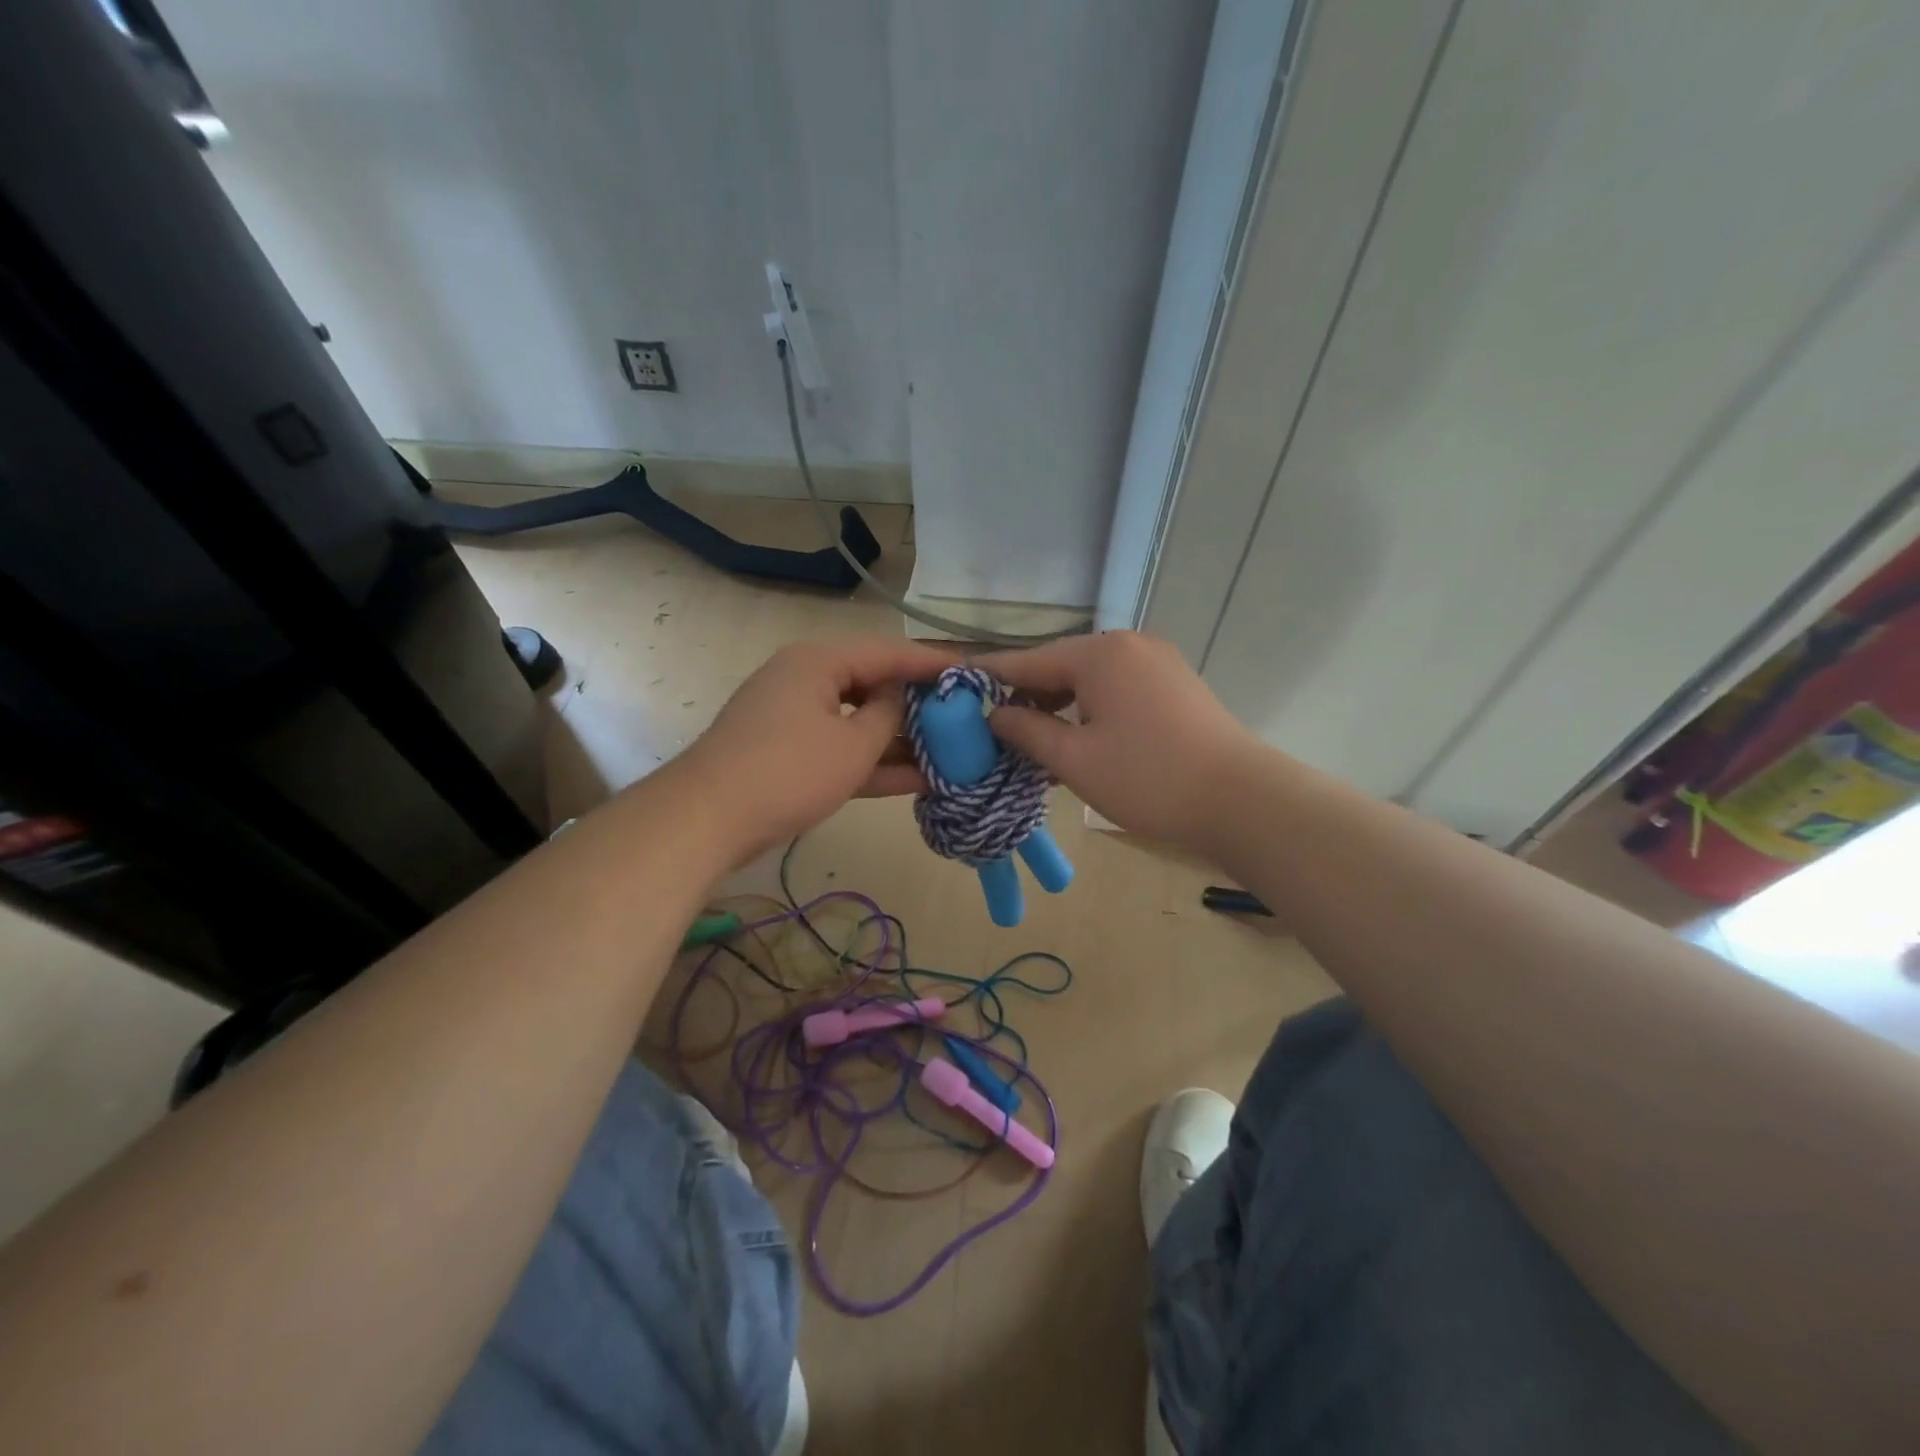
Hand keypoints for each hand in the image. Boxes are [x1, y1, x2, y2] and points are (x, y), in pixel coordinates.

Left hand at [679, 637, 959, 858]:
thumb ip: (888, 715)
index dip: (931, 663)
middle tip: (963, 717)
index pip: (888, 652)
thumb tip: (901, 696)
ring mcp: (795, 717)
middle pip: (873, 685)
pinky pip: (841, 748)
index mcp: (819, 661)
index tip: (972, 671)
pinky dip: (872, 761)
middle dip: (918, 706)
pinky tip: (917, 779)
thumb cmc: (789, 772)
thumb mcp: (852, 745)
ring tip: (950, 752)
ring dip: (899, 740)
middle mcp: (806, 679)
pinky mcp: (790, 752)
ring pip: (859, 721)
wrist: (708, 820)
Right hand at [979, 631, 1263, 847]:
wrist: (1240, 800)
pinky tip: (1077, 740)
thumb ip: (1026, 731)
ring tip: (1033, 743)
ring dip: (1059, 708)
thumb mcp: (1073, 759)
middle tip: (995, 732)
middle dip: (1027, 698)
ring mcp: (1156, 662)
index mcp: (1099, 653)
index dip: (989, 678)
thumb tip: (994, 715)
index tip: (955, 688)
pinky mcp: (1174, 685)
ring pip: (1089, 680)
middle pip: (1060, 667)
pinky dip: (1090, 711)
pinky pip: (1117, 690)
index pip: (1027, 661)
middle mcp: (1127, 645)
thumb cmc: (1147, 778)